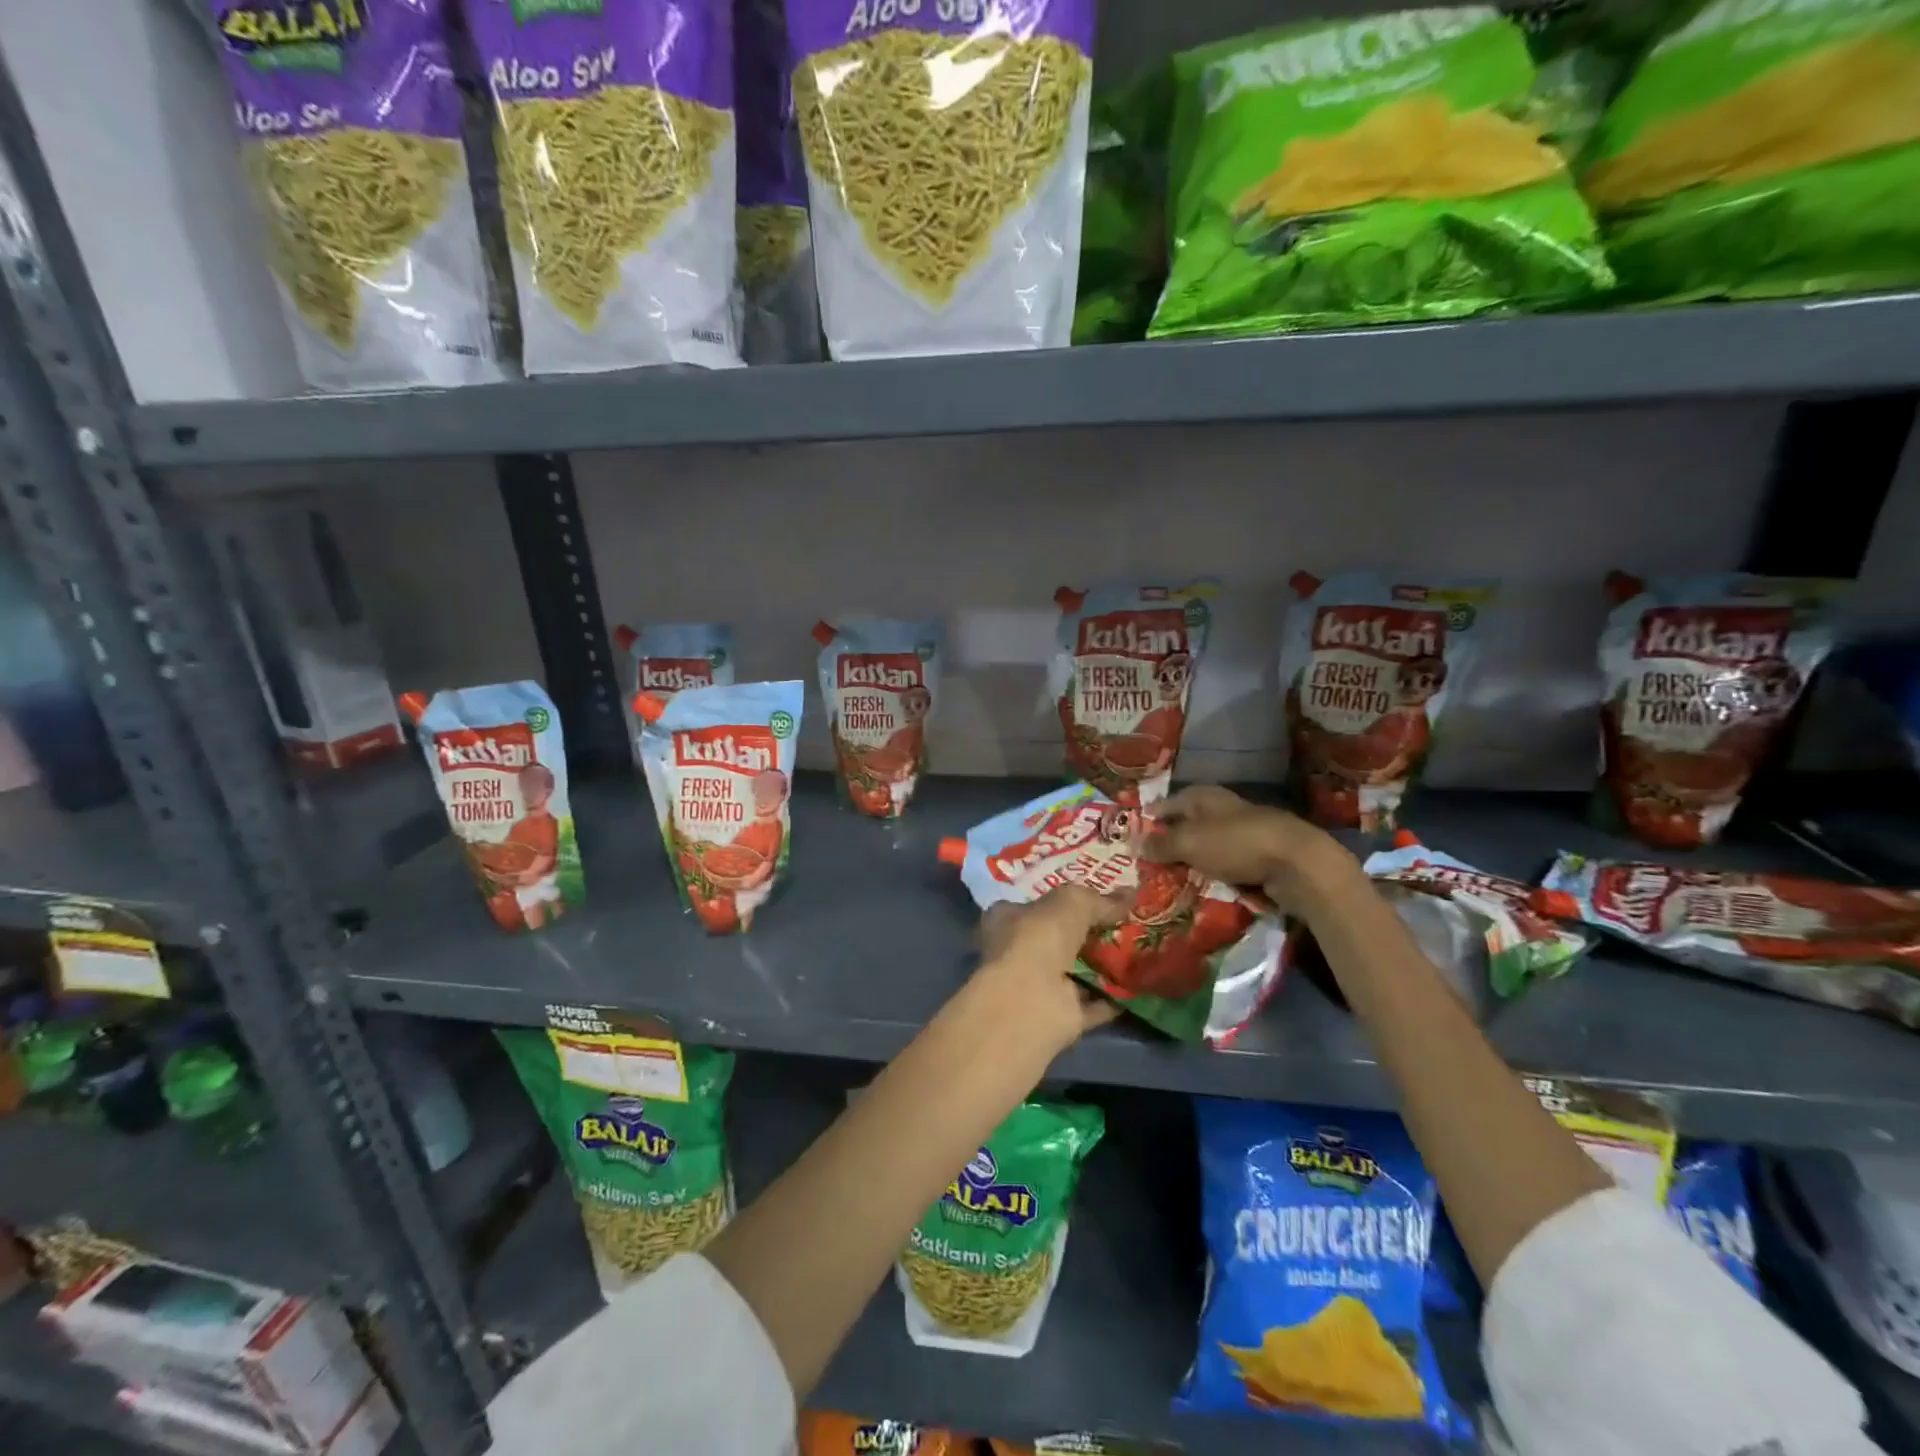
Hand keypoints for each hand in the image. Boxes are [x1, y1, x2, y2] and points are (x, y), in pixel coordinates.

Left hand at [975, 885, 1131, 1046]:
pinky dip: (1113, 998)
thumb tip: (1130, 893)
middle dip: (1088, 934)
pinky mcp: (1060, 1017)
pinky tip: (1140, 986)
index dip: (1062, 901)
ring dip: (1103, 966)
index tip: (1096, 898)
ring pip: (1076, 972)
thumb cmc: (1039, 937)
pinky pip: (1093, 1004)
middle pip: (1058, 939)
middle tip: (1126, 923)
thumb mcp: (1072, 902)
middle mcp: (1018, 953)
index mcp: (1007, 919)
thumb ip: (1100, 900)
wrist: (1030, 1000)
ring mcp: (1038, 987)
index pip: (1034, 905)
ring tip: (1140, 951)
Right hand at [1144, 786, 1356, 919]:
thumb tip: (1134, 843)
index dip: (1151, 819)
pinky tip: (1205, 887)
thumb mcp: (1189, 843)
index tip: (1133, 839)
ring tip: (1173, 880)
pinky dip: (1216, 873)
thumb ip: (1161, 844)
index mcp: (1204, 796)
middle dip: (1171, 843)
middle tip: (1149, 865)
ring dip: (1194, 860)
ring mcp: (1244, 833)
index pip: (1168, 804)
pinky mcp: (1260, 856)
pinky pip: (1228, 864)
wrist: (1297, 863)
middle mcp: (1223, 809)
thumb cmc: (1235, 843)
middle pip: (1189, 825)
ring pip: (1209, 846)